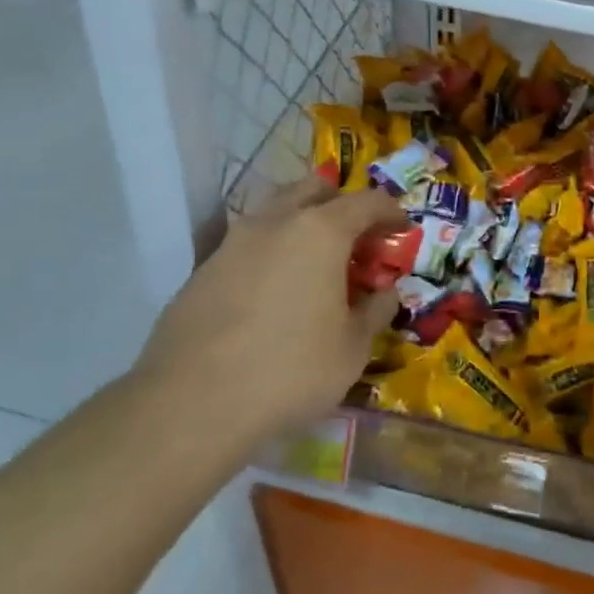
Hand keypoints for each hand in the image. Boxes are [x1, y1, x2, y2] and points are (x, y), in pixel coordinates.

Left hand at [134, 178, 404, 446]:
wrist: (191, 404)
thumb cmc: (290, 370)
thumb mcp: (353, 348)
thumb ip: (375, 310)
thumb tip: (385, 292)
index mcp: (321, 231)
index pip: (368, 202)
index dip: (391, 212)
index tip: (402, 230)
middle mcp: (276, 222)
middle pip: (315, 189)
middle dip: (341, 205)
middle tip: (355, 240)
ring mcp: (233, 242)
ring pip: (275, 211)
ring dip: (301, 224)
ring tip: (313, 264)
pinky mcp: (203, 269)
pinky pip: (248, 245)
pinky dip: (270, 253)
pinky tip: (272, 294)